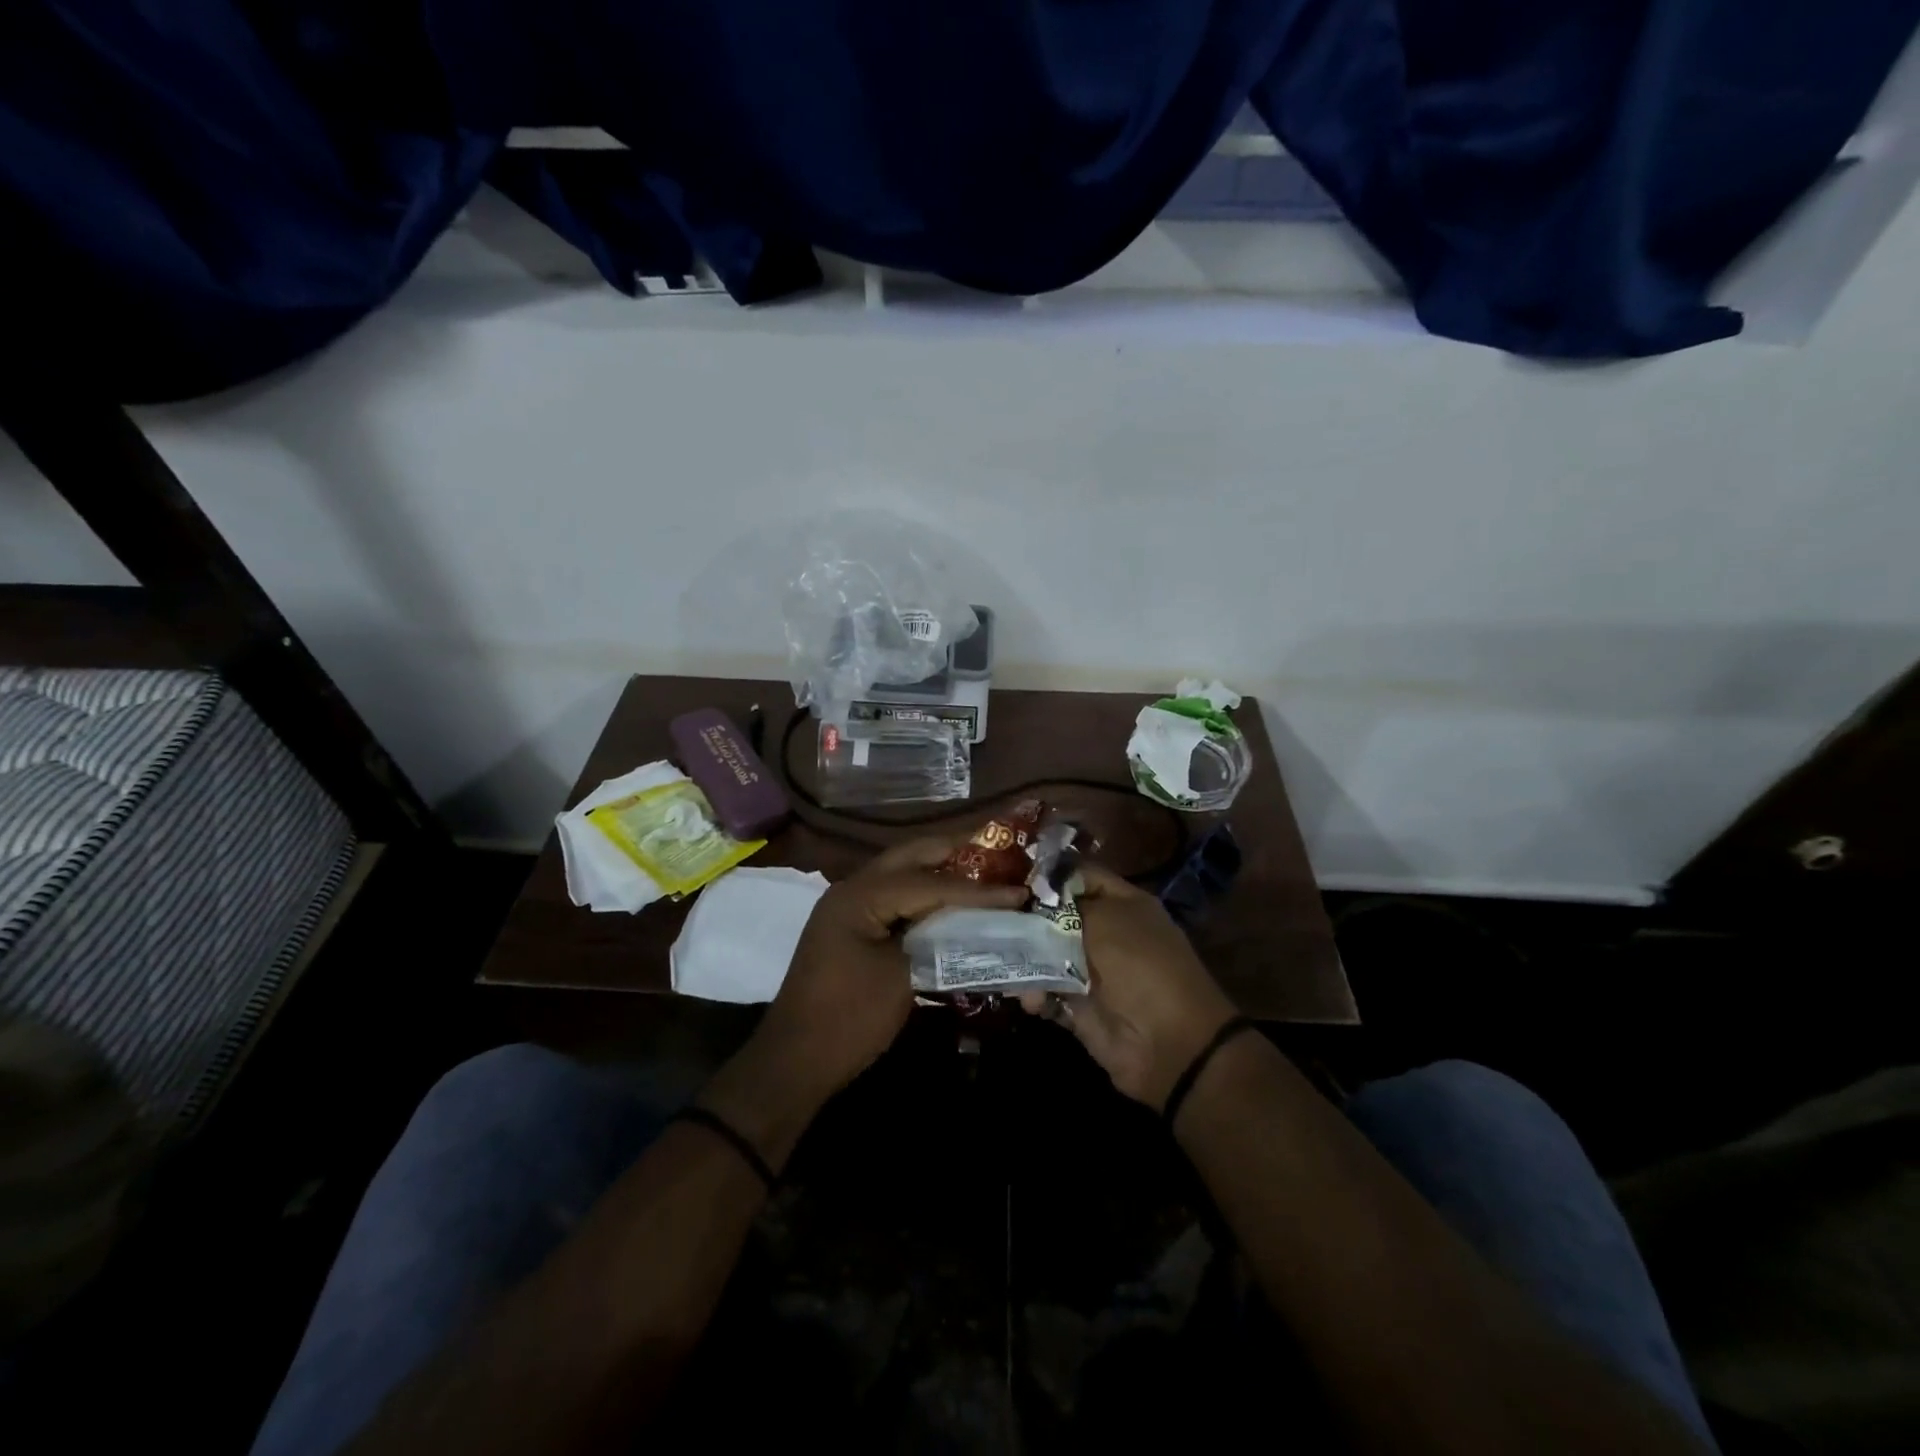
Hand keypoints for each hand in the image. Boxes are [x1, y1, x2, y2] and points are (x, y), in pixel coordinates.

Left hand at [723, 836, 1027, 1115]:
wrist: (796, 1061)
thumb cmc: (849, 1019)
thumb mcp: (902, 978)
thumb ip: (939, 941)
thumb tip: (975, 924)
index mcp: (860, 896)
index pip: (928, 882)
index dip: (976, 888)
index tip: (1018, 890)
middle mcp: (851, 889)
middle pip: (909, 857)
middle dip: (954, 852)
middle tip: (998, 854)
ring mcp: (848, 906)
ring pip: (900, 872)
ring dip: (938, 870)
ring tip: (982, 871)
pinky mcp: (851, 926)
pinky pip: (893, 896)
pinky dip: (922, 894)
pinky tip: (949, 902)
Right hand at [1024, 865, 1236, 1109]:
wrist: (1168, 1043)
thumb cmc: (1139, 966)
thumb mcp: (1103, 921)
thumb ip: (1063, 907)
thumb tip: (1034, 897)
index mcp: (1122, 904)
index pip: (1079, 876)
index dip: (1048, 876)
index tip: (1011, 877)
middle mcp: (1107, 933)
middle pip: (1056, 917)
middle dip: (1026, 918)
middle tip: (991, 919)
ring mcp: (1092, 972)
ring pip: (1045, 956)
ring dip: (1025, 960)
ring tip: (1003, 961)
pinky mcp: (1079, 1008)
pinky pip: (1047, 993)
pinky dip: (1034, 995)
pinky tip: (1028, 999)